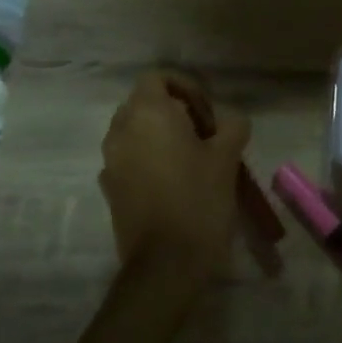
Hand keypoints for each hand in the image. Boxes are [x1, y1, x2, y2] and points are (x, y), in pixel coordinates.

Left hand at [98, 72, 249, 292]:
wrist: (166, 264)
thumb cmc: (199, 199)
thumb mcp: (227, 156)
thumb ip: (231, 125)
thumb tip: (229, 120)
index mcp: (148, 114)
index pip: (158, 78)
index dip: (187, 87)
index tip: (209, 113)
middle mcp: (121, 131)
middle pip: (145, 103)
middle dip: (175, 111)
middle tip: (206, 134)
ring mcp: (110, 162)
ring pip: (136, 132)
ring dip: (162, 135)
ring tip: (194, 159)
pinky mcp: (110, 189)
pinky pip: (130, 158)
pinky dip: (150, 159)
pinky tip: (176, 182)